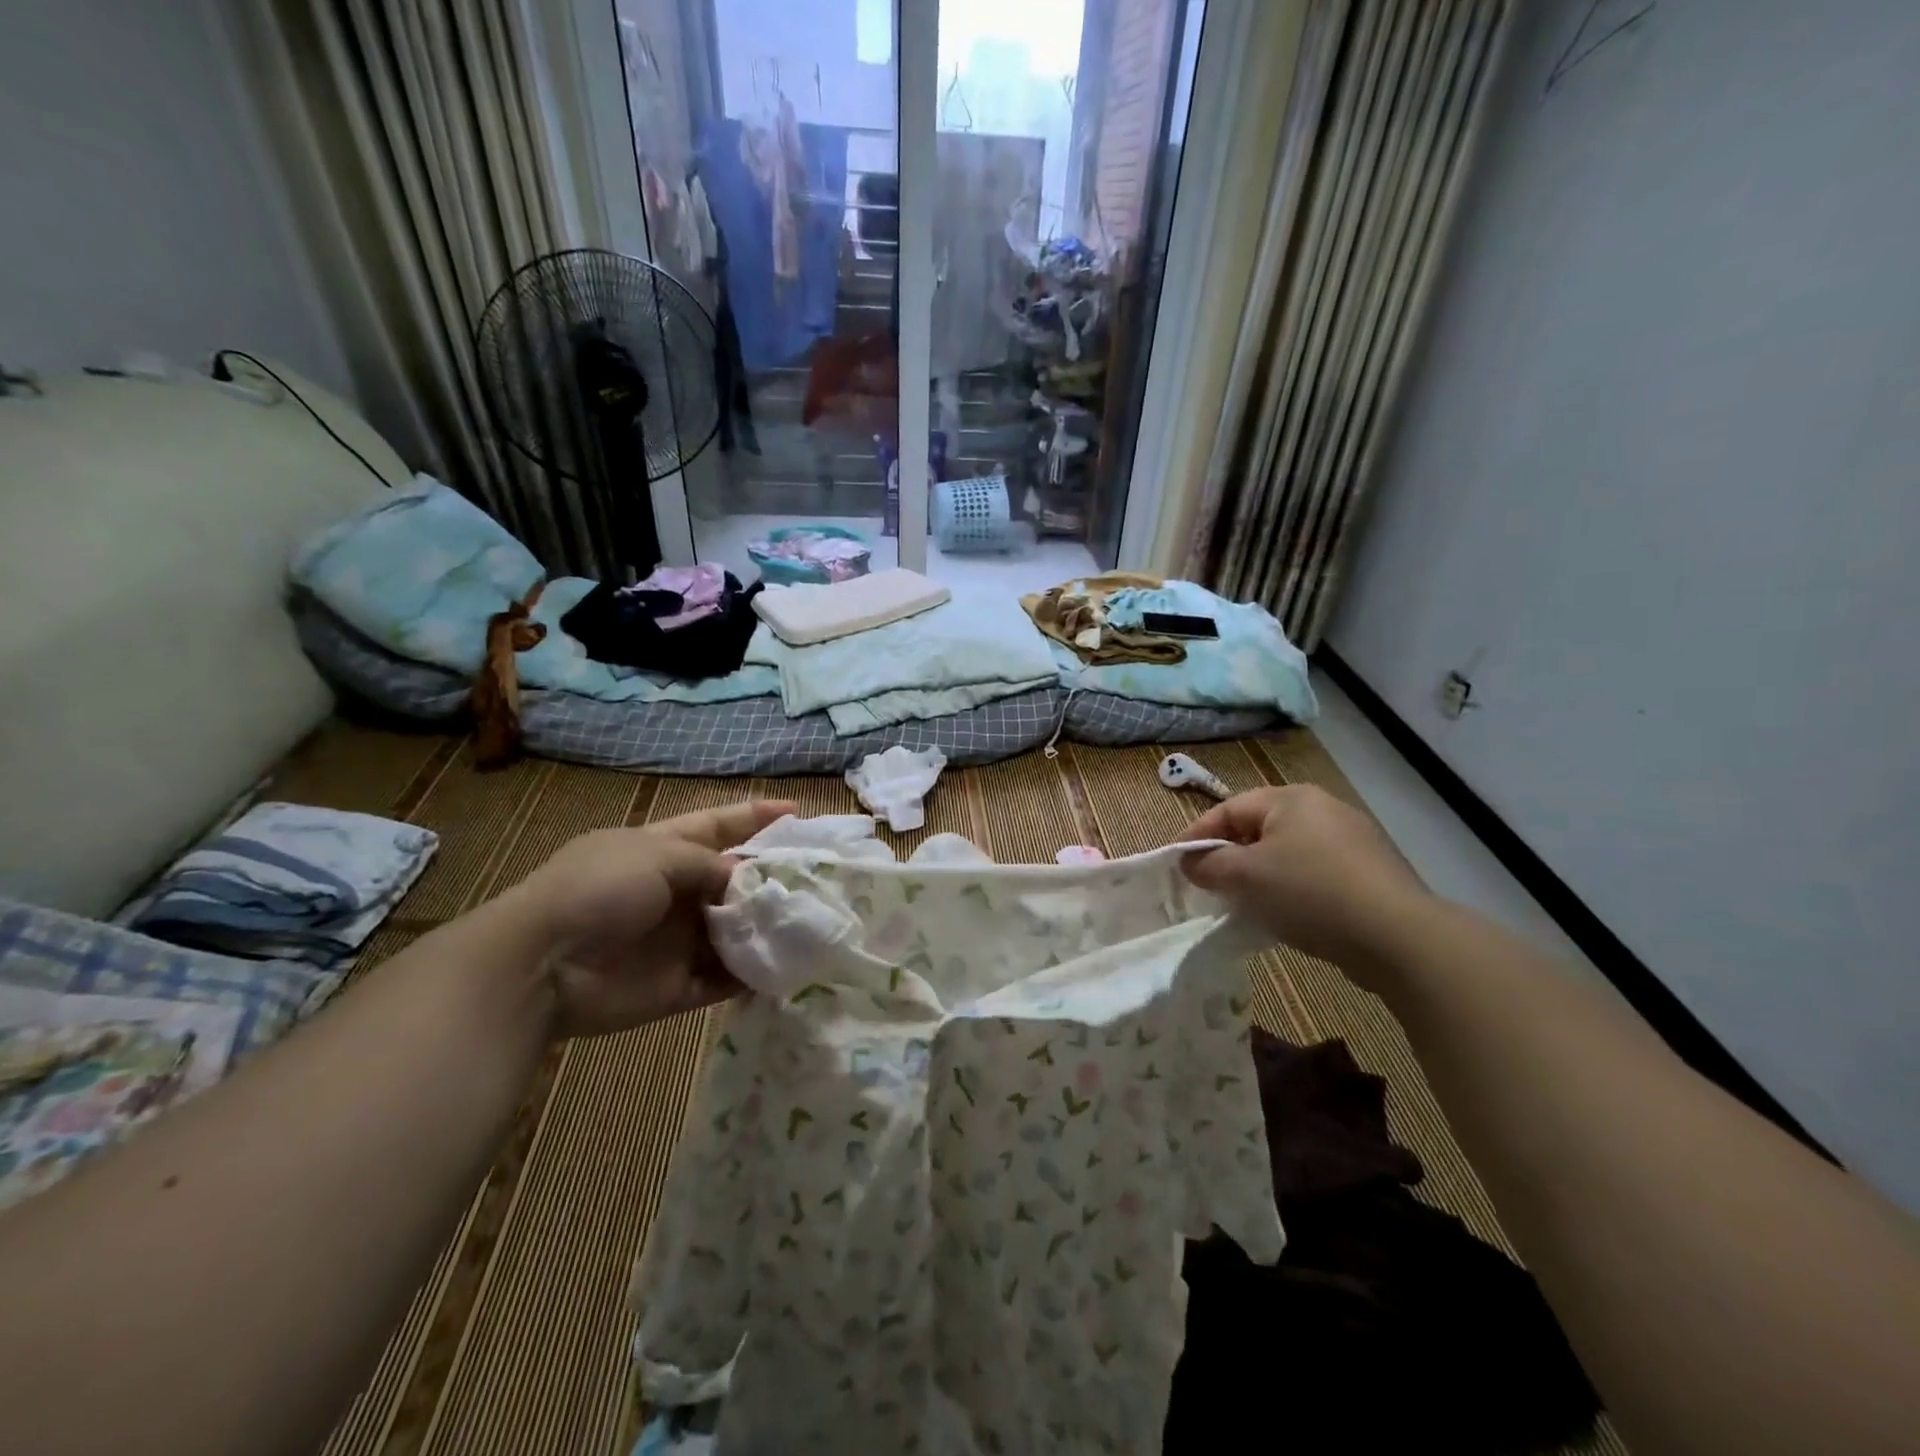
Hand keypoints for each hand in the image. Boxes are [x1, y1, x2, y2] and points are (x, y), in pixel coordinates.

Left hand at [505, 799, 793, 1037]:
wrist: (541, 967)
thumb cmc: (598, 890)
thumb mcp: (657, 856)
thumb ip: (710, 864)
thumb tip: (746, 878)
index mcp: (661, 850)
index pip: (717, 825)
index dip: (755, 817)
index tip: (798, 812)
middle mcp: (673, 892)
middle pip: (733, 881)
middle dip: (772, 878)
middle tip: (821, 878)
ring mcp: (676, 940)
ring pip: (734, 931)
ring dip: (767, 928)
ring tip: (814, 923)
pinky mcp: (677, 986)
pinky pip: (724, 979)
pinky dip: (752, 976)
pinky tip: (788, 968)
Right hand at [1178, 785, 1429, 977]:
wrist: (1398, 937)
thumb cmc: (1309, 892)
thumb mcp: (1245, 877)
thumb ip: (1208, 865)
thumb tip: (1190, 862)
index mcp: (1291, 798)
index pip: (1228, 809)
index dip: (1196, 836)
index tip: (1176, 864)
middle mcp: (1323, 808)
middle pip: (1258, 828)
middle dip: (1229, 856)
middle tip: (1209, 886)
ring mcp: (1353, 840)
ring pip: (1287, 852)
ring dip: (1260, 875)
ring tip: (1244, 904)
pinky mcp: (1371, 872)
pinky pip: (1315, 873)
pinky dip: (1292, 889)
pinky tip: (1288, 915)